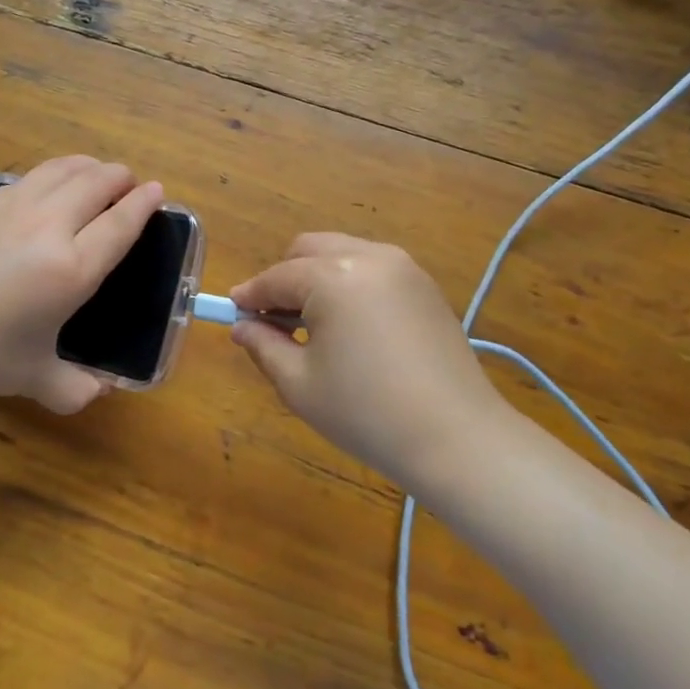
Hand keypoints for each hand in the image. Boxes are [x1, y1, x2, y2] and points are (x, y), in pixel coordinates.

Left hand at [0, 157, 163, 413]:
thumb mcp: (33, 379)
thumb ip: (73, 388)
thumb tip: (97, 393)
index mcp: (71, 269)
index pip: (120, 223)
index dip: (144, 204)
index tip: (156, 191)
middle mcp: (47, 226)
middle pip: (96, 182)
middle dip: (120, 177)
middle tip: (127, 183)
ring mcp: (9, 207)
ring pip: (61, 169)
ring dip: (87, 166)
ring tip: (93, 173)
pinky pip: (25, 179)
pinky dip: (48, 177)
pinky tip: (41, 192)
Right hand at [230, 234, 500, 484]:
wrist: (457, 438)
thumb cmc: (366, 413)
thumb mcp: (299, 384)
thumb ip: (263, 346)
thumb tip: (243, 327)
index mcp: (333, 276)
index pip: (276, 277)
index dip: (250, 296)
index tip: (232, 314)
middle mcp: (369, 256)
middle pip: (308, 250)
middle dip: (283, 278)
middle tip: (274, 322)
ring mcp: (403, 267)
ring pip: (342, 254)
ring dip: (316, 278)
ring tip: (312, 326)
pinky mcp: (425, 286)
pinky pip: (372, 269)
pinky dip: (349, 284)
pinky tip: (350, 327)